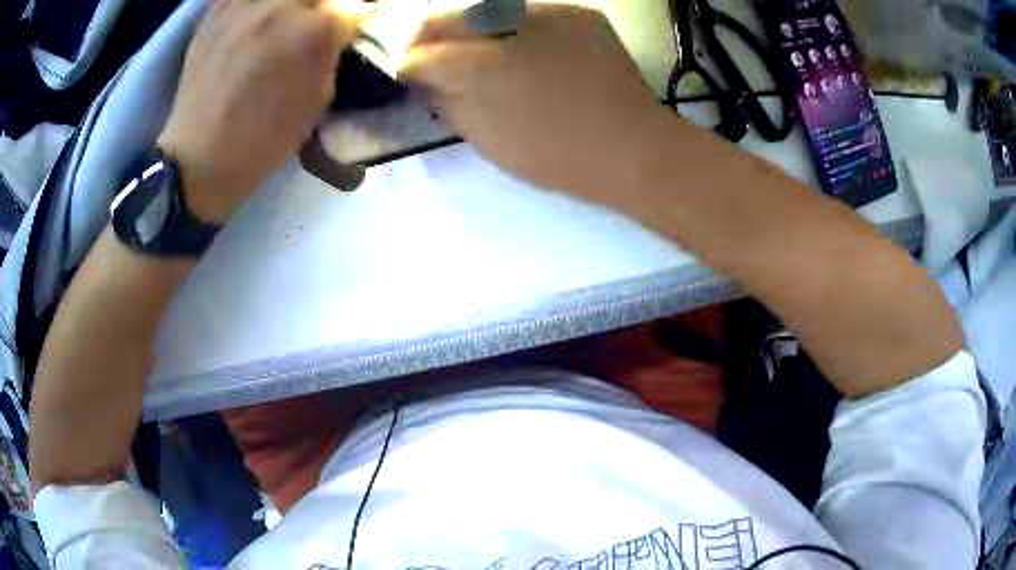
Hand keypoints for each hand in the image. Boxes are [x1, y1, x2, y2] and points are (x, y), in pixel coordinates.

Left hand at [157, 0, 357, 223]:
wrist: (198, 157)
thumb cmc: (262, 140)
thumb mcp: (316, 102)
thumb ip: (331, 55)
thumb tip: (339, 30)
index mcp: (313, 31)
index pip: (351, 8)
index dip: (352, 22)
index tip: (346, 33)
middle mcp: (281, 6)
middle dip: (319, 9)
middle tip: (310, 27)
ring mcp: (244, 4)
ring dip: (286, 7)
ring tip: (279, 24)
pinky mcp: (214, 12)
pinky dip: (250, 5)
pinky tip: (252, 17)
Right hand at [400, 5, 660, 192]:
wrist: (635, 149)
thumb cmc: (559, 157)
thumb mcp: (489, 141)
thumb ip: (448, 104)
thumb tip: (426, 79)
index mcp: (484, 67)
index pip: (425, 52)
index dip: (409, 63)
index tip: (408, 72)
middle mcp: (511, 26)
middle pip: (449, 17)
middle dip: (430, 36)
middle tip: (429, 54)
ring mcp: (550, 13)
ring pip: (488, 8)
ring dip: (471, 28)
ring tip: (474, 50)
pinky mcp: (579, 13)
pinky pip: (530, 12)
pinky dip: (513, 26)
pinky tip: (521, 47)